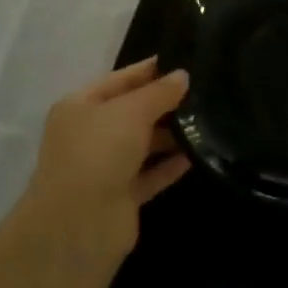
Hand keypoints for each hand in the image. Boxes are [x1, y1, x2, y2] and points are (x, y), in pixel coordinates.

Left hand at [17, 57, 189, 268]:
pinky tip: (196, 155)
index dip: (149, 71)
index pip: (119, 80)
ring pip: (141, 145)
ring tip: (207, 121)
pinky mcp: (120, 197)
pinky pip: (149, 174)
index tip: (183, 63)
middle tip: (203, 92)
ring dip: (170, 135)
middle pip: (130, 112)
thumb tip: (182, 76)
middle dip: (163, 104)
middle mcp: (88, 135)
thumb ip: (159, 92)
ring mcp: (103, 168)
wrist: (80, 223)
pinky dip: (169, 165)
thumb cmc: (99, 151)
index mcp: (79, 107)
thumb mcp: (131, 111)